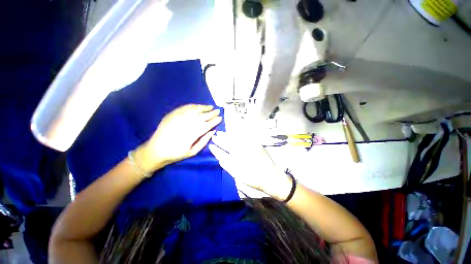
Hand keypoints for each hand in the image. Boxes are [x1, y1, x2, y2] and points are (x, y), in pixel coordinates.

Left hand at [137, 104, 221, 171]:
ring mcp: (179, 117)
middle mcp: (187, 123)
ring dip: (204, 107)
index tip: (220, 118)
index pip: (207, 125)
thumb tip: (213, 132)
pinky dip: (193, 106)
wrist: (156, 150)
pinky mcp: (173, 114)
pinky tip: (198, 106)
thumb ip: (204, 141)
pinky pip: (185, 107)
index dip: (214, 121)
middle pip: (202, 116)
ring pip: (195, 110)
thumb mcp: (193, 152)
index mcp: (193, 134)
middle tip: (218, 111)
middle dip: (211, 113)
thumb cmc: (176, 153)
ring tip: (210, 107)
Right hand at [209, 131, 291, 199]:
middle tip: (216, 135)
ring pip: (237, 137)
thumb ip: (228, 165)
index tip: (211, 143)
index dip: (217, 146)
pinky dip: (238, 134)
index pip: (225, 149)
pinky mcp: (256, 143)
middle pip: (230, 141)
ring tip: (222, 133)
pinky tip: (234, 133)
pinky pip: (245, 136)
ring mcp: (251, 145)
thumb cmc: (254, 179)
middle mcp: (244, 148)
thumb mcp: (239, 175)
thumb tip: (219, 158)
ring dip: (229, 135)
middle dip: (222, 138)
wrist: (272, 177)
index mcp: (239, 156)